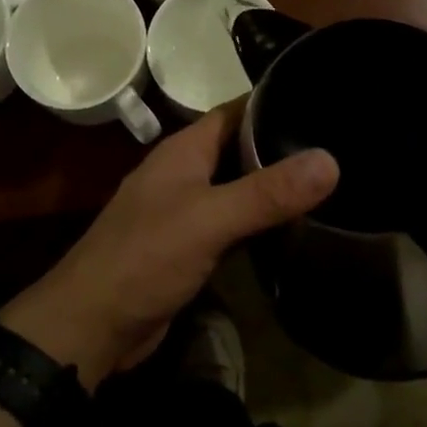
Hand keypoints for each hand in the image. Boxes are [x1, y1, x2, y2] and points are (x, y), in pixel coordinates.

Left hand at [1, 106, 337, 386]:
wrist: (90, 326)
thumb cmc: (146, 257)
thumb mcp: (210, 219)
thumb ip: (268, 192)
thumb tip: (331, 160)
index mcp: (184, 150)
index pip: (235, 111)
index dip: (273, 102)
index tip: (319, 100)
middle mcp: (184, 173)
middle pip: (239, 148)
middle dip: (280, 146)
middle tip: (336, 145)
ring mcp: (185, 211)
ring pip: (237, 188)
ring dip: (272, 187)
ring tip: (327, 183)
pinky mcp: (189, 248)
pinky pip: (231, 224)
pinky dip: (259, 223)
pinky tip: (293, 228)